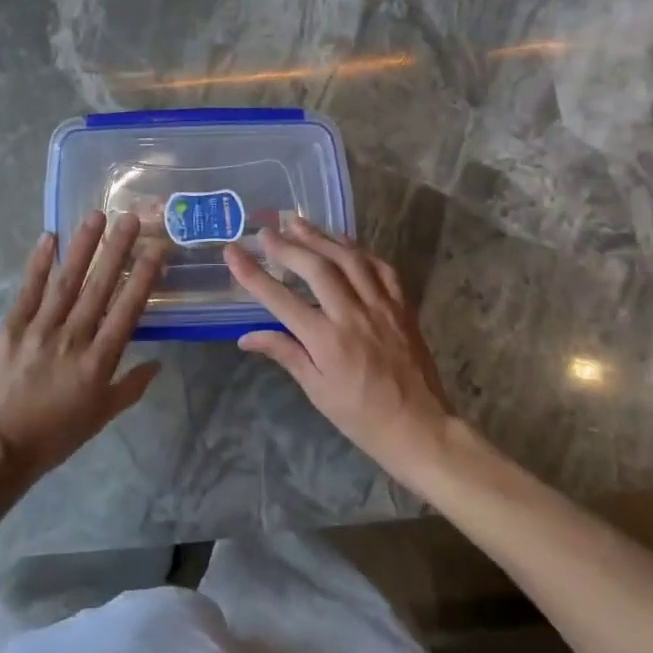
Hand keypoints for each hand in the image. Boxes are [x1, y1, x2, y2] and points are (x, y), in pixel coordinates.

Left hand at [0, 212, 163, 479]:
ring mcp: (40, 329)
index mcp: (98, 362)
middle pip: (99, 287)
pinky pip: (28, 290)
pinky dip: (39, 263)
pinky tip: (49, 237)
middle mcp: (73, 338)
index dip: (143, 278)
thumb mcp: (100, 417)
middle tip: (130, 218)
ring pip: (66, 281)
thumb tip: (158, 363)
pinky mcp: (11, 327)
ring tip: (95, 216)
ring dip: (82, 247)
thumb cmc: (55, 436)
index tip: (156, 250)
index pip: (127, 311)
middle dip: (116, 250)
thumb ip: (130, 387)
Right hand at [224, 215, 456, 483]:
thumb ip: (285, 354)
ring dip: (321, 237)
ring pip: (349, 259)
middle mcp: (353, 316)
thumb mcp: (316, 390)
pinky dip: (359, 250)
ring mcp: (381, 307)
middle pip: (316, 269)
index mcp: (327, 341)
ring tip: (298, 224)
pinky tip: (343, 244)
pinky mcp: (402, 307)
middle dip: (288, 246)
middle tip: (266, 232)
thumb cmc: (360, 416)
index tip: (232, 251)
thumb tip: (246, 337)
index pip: (280, 299)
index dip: (253, 273)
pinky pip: (380, 268)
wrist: (421, 428)